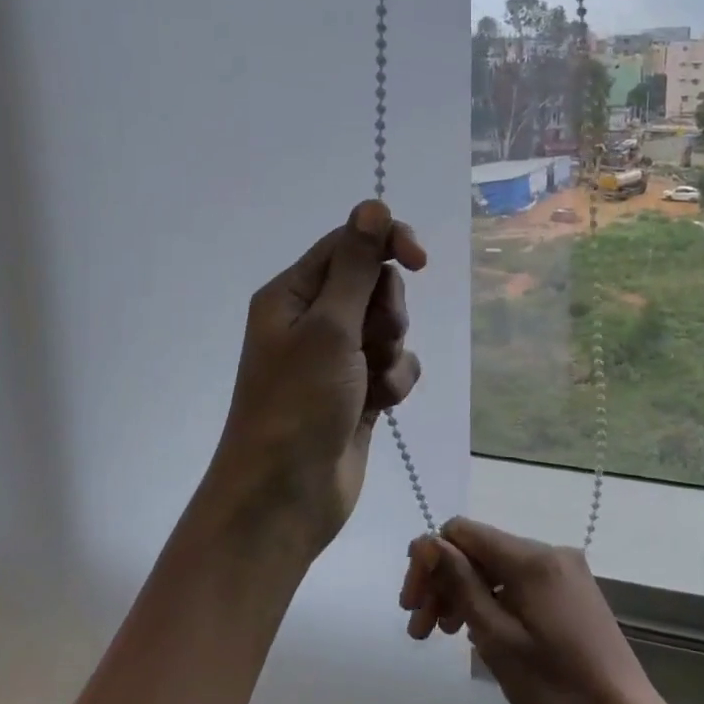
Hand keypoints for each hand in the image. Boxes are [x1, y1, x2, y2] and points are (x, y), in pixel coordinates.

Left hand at [206, 200, 426, 548]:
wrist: (284, 498)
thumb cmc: (297, 404)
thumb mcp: (329, 327)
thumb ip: (357, 266)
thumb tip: (373, 205)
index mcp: (293, 294)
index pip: (348, 244)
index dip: (387, 244)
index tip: (420, 260)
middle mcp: (312, 320)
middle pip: (374, 285)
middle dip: (386, 311)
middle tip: (371, 340)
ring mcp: (336, 358)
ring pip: (389, 327)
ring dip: (391, 351)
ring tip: (371, 381)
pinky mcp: (357, 391)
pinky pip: (393, 366)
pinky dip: (393, 381)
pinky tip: (380, 406)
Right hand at [400, 518, 671, 703]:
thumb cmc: (557, 691)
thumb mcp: (497, 639)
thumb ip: (460, 583)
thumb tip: (426, 541)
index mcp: (532, 558)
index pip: (462, 532)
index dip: (429, 560)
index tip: (412, 606)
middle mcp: (549, 553)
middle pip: (479, 551)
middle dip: (443, 582)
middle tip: (420, 631)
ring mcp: (564, 574)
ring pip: (497, 570)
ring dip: (464, 595)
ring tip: (443, 637)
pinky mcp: (572, 595)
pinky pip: (519, 585)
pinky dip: (493, 603)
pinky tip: (479, 635)